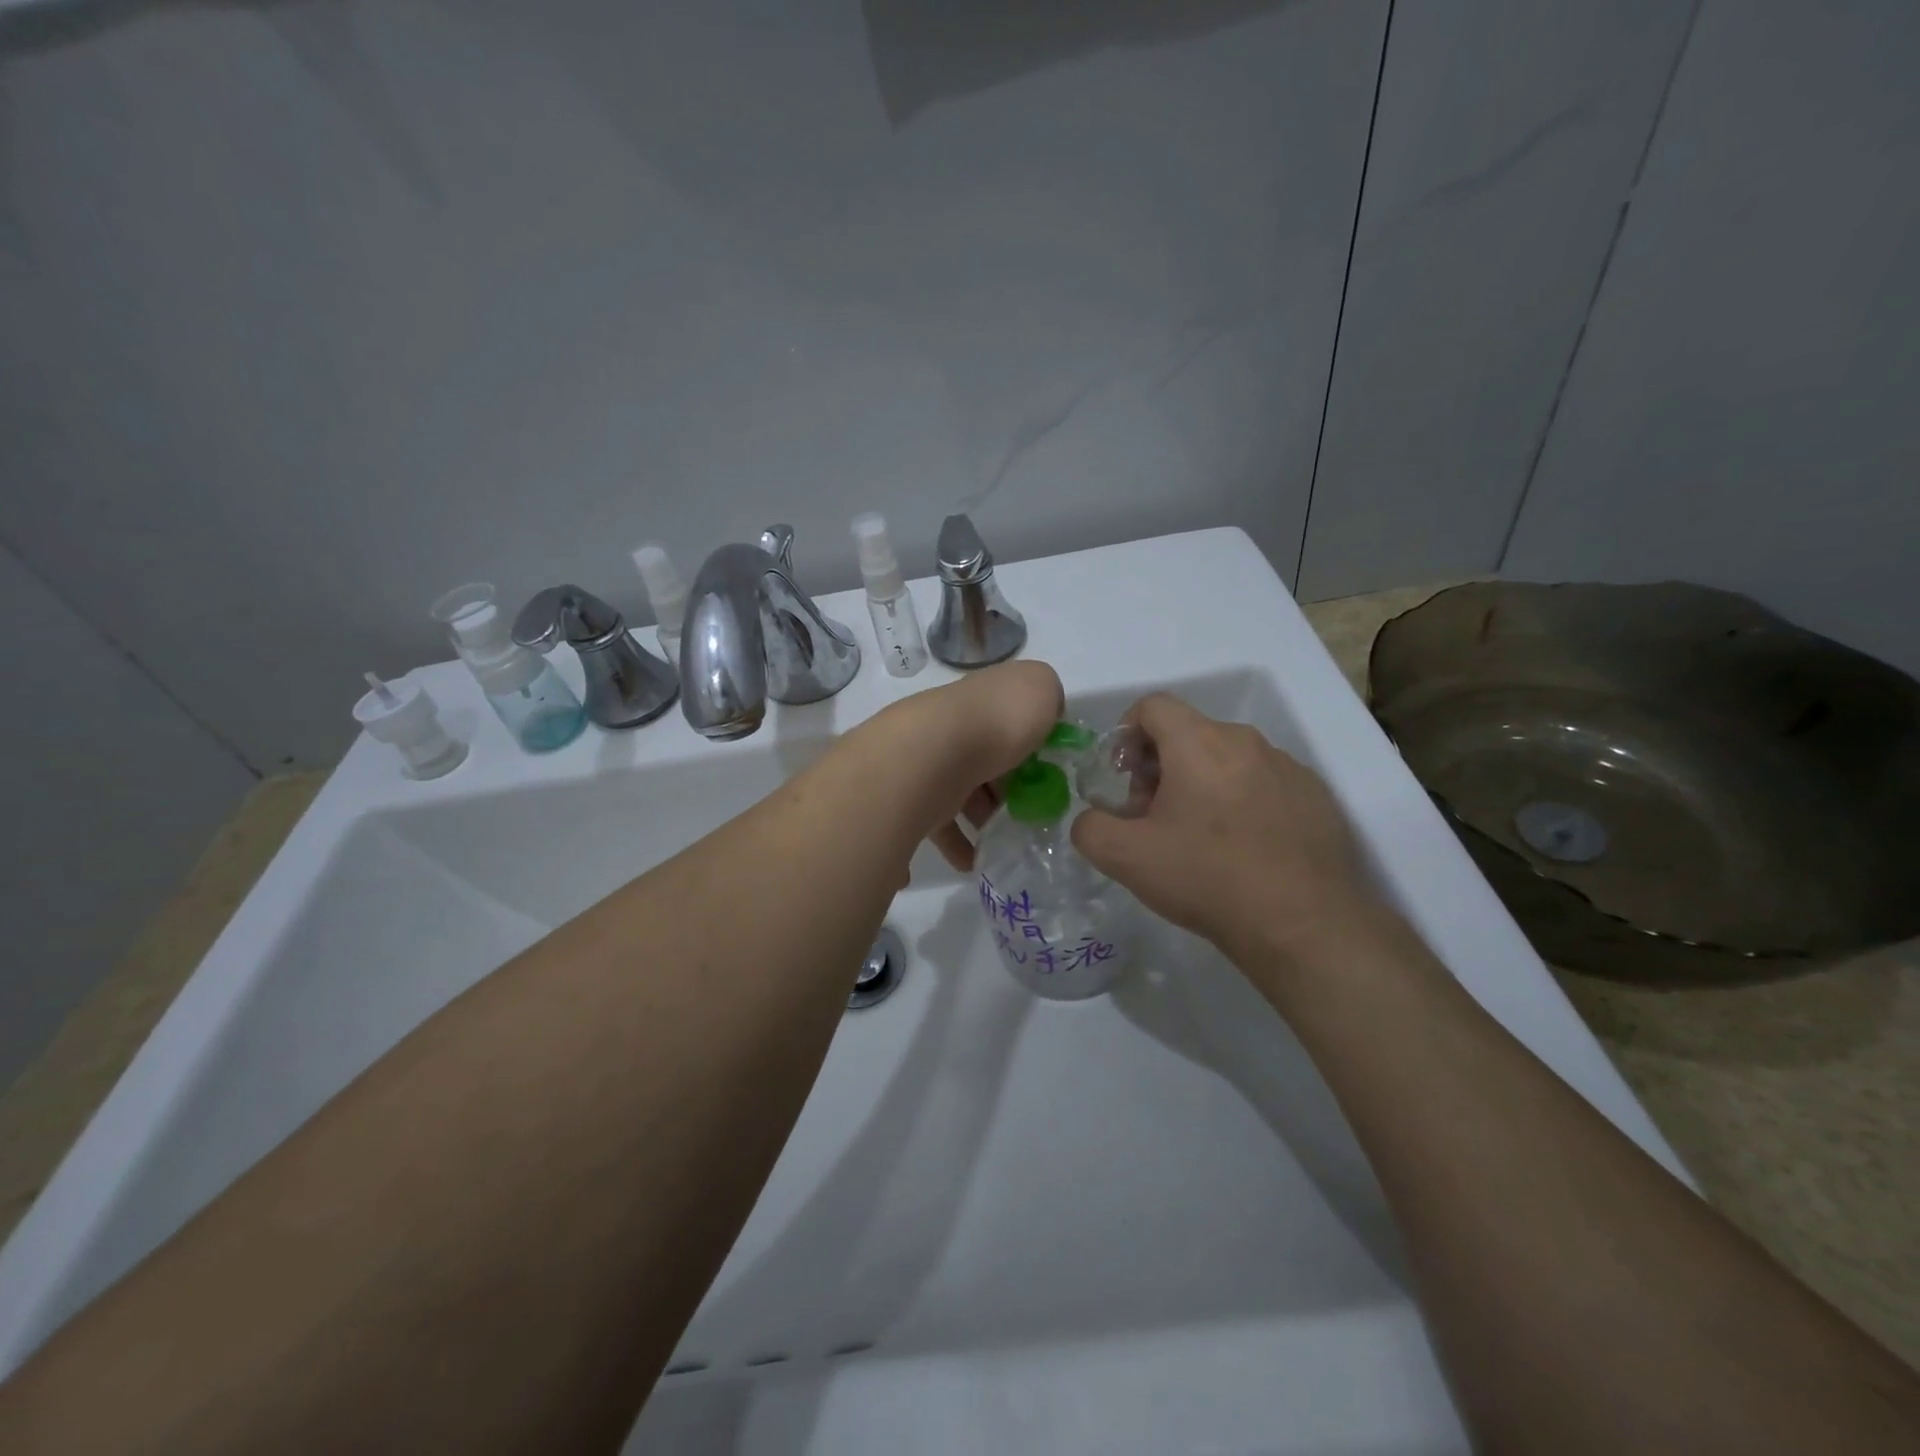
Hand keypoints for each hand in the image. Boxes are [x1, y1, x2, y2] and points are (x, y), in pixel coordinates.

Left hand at [867, 660, 1063, 872]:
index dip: (1031, 744)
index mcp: (983, 699)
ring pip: (960, 792)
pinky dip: (955, 845)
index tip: (1048, 773)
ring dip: (982, 816)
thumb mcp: (1040, 689)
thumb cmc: (995, 721)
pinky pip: (937, 826)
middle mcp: (953, 727)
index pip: (1008, 718)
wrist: (931, 756)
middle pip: (985, 758)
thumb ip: (1048, 696)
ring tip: (1004, 841)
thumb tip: (1045, 714)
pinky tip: (971, 862)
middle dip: (1006, 786)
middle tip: (1028, 812)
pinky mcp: (912, 798)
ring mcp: (929, 762)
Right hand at [1070, 694, 1381, 968]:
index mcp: (1199, 743)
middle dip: (1160, 767)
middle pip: (1188, 734)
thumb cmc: (1207, 878)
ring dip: (1201, 785)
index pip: (1152, 706)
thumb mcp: (1125, 858)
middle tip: (1154, 818)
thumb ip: (1089, 827)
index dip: (1126, 734)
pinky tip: (1242, 851)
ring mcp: (1287, 768)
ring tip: (1199, 839)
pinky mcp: (1315, 798)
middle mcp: (1246, 742)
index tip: (1123, 777)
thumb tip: (1093, 818)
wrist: (1303, 926)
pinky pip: (1263, 784)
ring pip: (1227, 759)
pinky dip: (1241, 802)